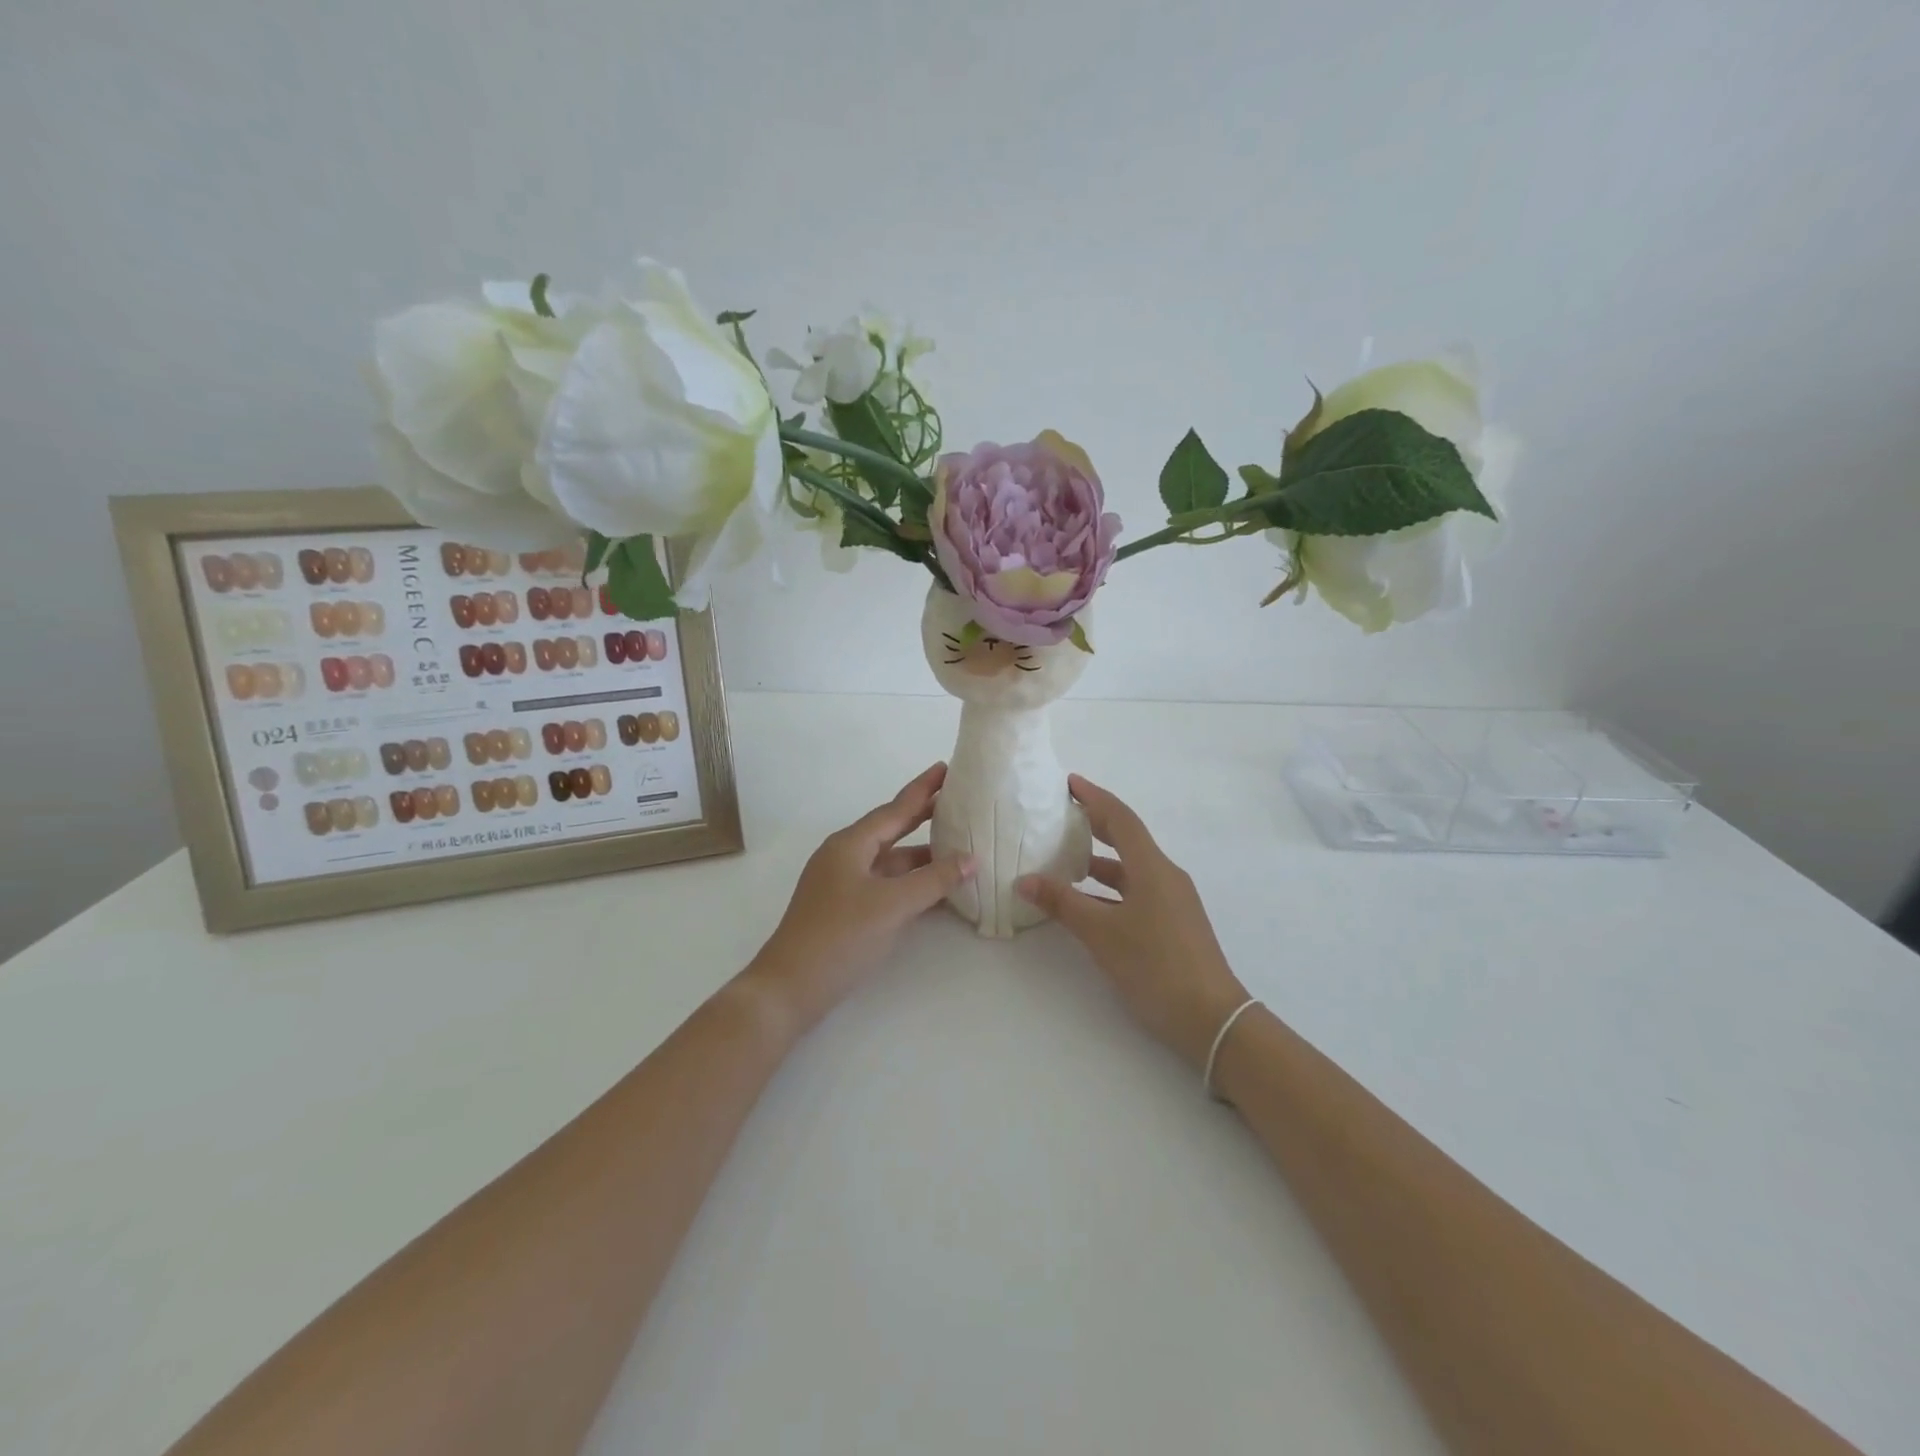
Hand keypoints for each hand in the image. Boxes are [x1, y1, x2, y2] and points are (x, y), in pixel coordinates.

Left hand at [746, 763, 974, 1033]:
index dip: (922, 789)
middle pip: (892, 829)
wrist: (790, 988)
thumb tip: (970, 858)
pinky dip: (912, 883)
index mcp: (850, 845)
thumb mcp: (891, 906)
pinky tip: (938, 888)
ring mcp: (845, 884)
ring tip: (960, 846)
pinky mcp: (847, 910)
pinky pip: (887, 884)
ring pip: (892, 861)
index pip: (895, 809)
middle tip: (958, 799)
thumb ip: (933, 880)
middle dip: (924, 815)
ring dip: (923, 855)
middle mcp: (846, 857)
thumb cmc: (839, 937)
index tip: (946, 767)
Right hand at [1018, 775, 1248, 1069]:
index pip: (1120, 819)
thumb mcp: (1101, 933)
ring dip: (1100, 861)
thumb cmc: (1155, 965)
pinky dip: (1109, 889)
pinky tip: (1087, 903)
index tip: (1069, 783)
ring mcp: (1172, 901)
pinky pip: (1136, 892)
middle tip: (1063, 814)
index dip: (1094, 797)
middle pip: (1128, 839)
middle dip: (1096, 824)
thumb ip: (1062, 903)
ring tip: (1065, 859)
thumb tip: (1024, 880)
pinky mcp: (1172, 923)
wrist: (1211, 1018)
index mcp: (1152, 868)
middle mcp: (1165, 876)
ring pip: (1131, 869)